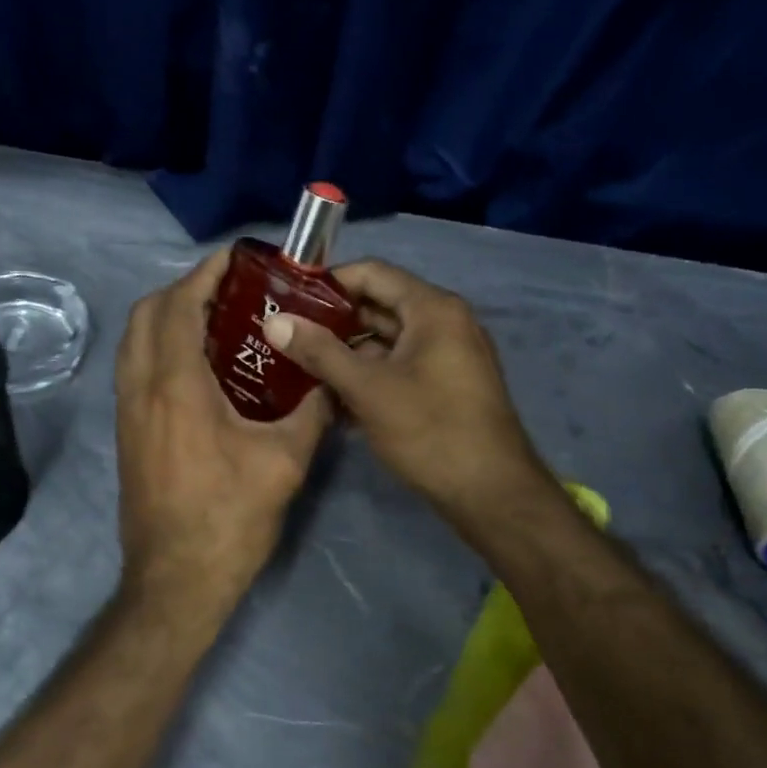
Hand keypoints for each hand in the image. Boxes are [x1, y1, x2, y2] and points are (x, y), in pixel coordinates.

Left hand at [115, 250, 332, 617]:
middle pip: (146, 313)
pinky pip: (135, 367)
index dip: (204, 274)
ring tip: (215, 319)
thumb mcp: (284, 461)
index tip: (235, 260)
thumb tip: (333, 382)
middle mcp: (141, 388)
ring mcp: (127, 411)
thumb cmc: (229, 519)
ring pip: (134, 340)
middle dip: (183, 289)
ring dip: (166, 316)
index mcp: (176, 385)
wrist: (175, 581)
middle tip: (228, 290)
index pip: (179, 306)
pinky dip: (158, 346)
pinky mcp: (127, 432)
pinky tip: (198, 365)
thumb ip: (311, 411)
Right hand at [261, 260, 551, 526]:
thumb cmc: (430, 430)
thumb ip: (319, 352)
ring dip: (345, 352)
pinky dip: (368, 375)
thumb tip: (275, 322)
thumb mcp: (368, 389)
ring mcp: (448, 356)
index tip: (288, 299)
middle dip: (331, 321)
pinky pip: (399, 367)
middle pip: (378, 306)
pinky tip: (331, 397)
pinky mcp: (446, 386)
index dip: (328, 282)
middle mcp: (444, 323)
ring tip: (297, 366)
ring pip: (386, 341)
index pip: (372, 273)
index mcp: (433, 309)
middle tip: (286, 334)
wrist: (491, 494)